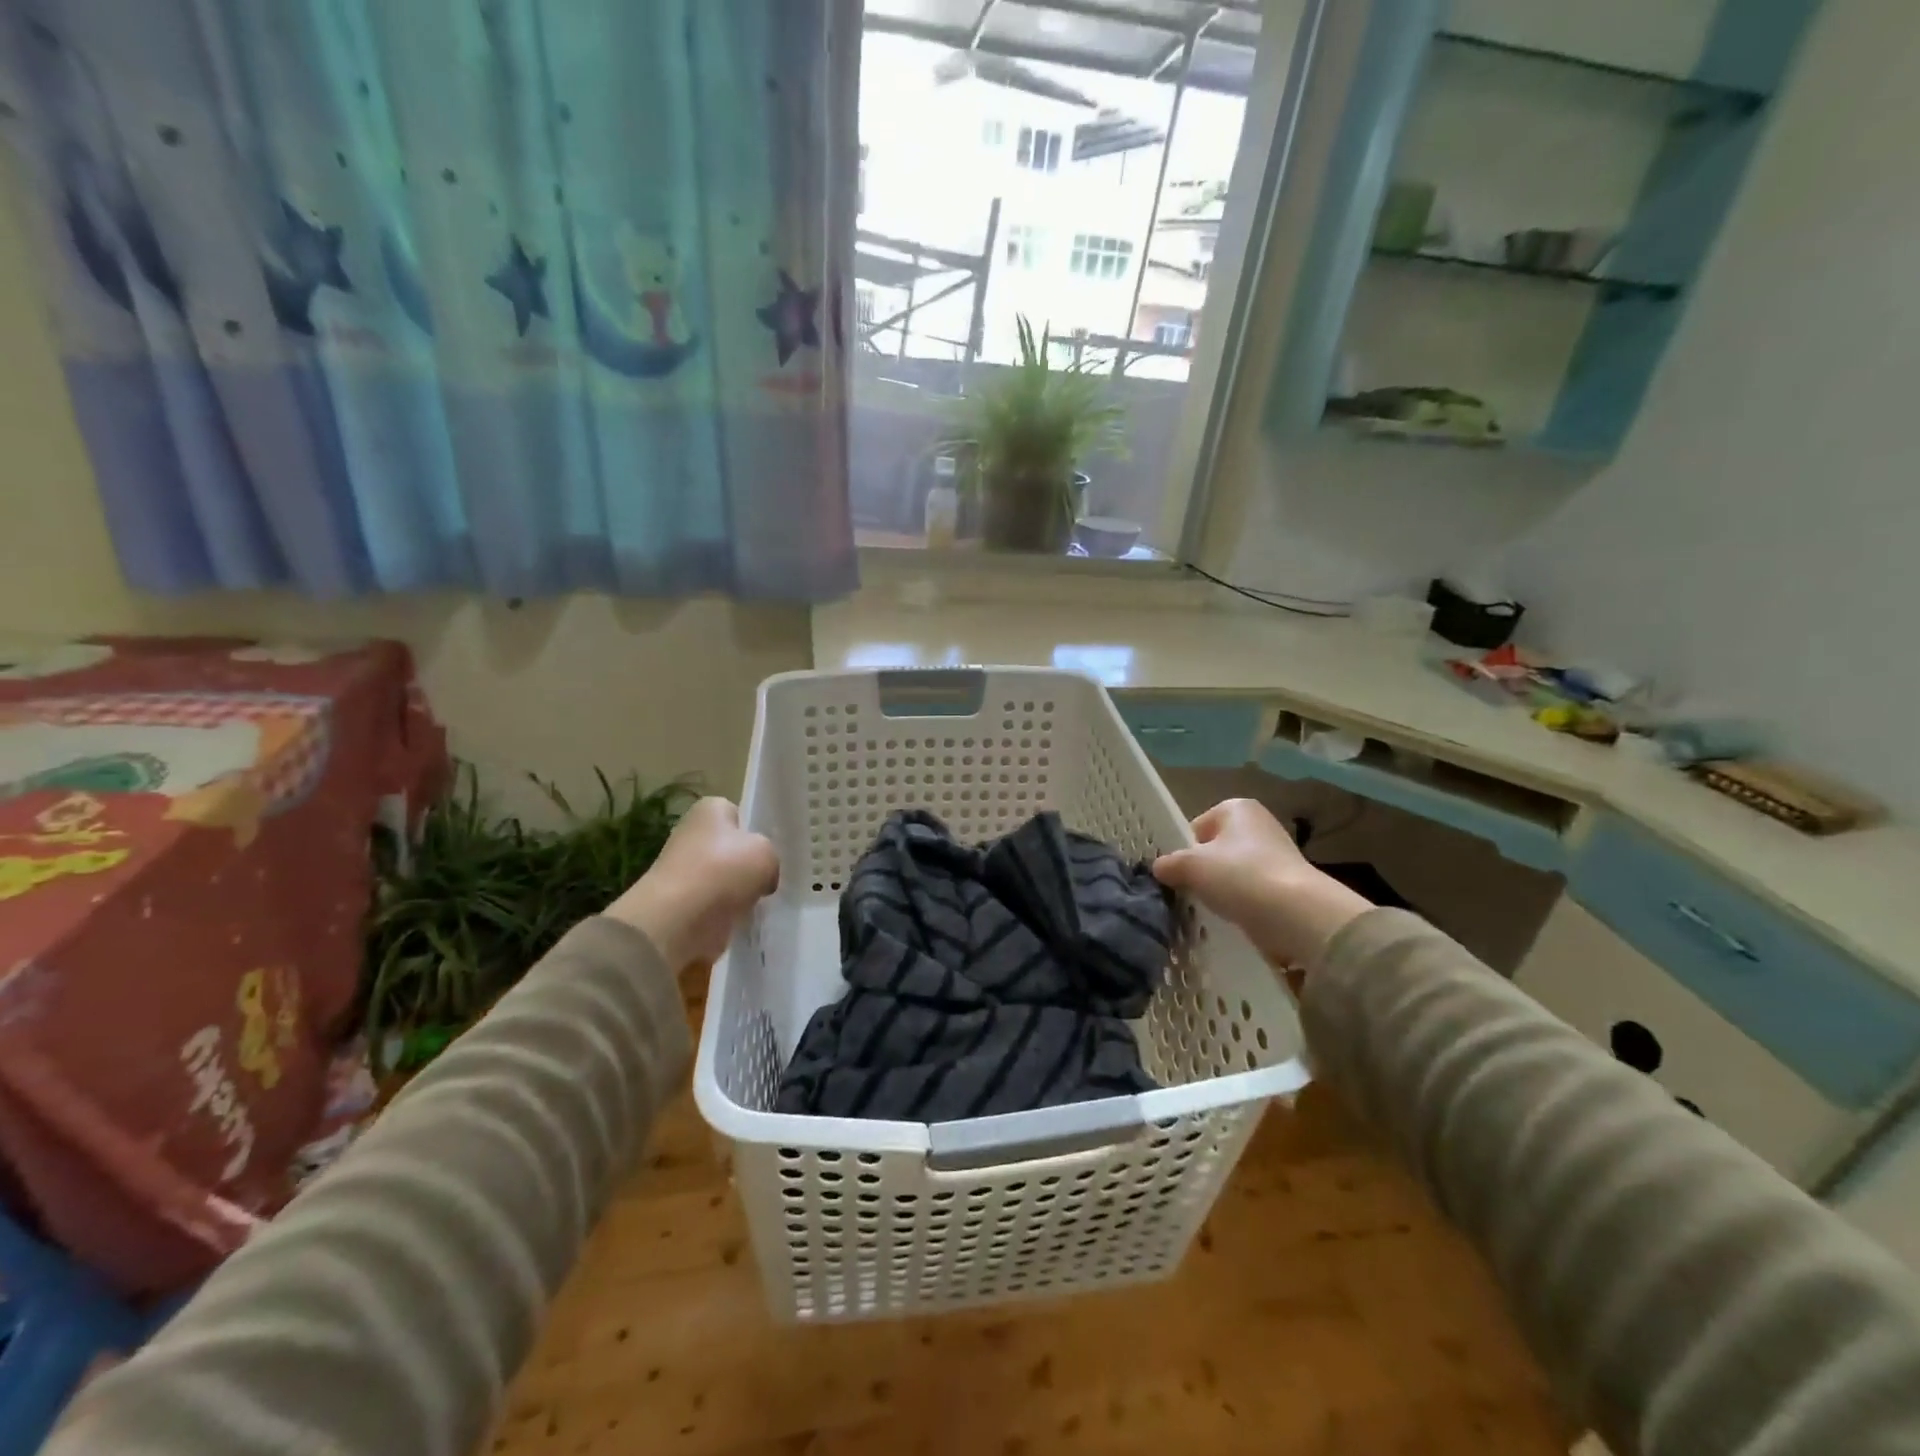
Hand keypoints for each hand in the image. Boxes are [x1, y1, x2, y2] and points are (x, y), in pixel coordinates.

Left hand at [606, 797, 779, 968]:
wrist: (679, 919)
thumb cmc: (724, 870)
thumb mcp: (767, 853)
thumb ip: (769, 857)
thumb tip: (762, 877)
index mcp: (710, 809)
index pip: (738, 815)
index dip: (756, 832)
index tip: (770, 852)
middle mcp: (692, 834)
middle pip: (731, 849)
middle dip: (747, 865)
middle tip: (769, 878)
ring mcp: (684, 870)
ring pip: (724, 878)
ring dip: (738, 891)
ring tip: (758, 901)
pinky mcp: (681, 903)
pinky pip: (715, 904)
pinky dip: (727, 912)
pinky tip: (741, 918)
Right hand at [1152, 799, 1370, 967]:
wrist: (1297, 915)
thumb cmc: (1240, 876)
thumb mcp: (1192, 866)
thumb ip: (1170, 864)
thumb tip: (1159, 868)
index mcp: (1237, 808)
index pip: (1198, 826)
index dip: (1185, 850)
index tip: (1179, 873)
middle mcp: (1259, 825)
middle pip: (1216, 850)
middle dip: (1204, 871)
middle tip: (1193, 892)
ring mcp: (1277, 856)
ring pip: (1233, 874)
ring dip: (1222, 891)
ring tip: (1214, 910)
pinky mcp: (1287, 886)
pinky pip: (1252, 894)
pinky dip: (1242, 906)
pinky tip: (1235, 920)